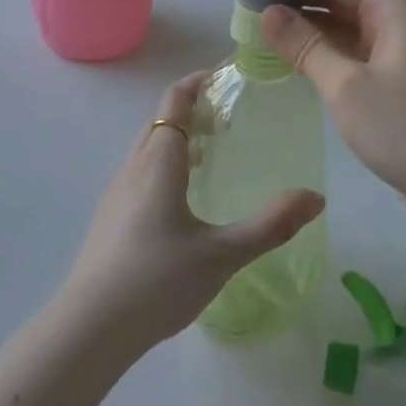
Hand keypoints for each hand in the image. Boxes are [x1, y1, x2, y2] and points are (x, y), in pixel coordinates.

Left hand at [59, 73, 324, 355]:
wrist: (90, 328)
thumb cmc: (158, 281)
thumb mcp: (222, 254)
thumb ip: (270, 225)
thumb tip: (315, 197)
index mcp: (159, 162)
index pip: (174, 102)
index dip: (195, 83)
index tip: (221, 78)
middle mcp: (133, 167)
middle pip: (159, 121)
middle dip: (188, 110)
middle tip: (224, 119)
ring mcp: (116, 193)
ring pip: (146, 148)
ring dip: (174, 139)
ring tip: (208, 158)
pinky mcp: (108, 219)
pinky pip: (138, 173)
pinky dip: (161, 165)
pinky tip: (179, 202)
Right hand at [262, 0, 405, 243]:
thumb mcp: (347, 85)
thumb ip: (305, 45)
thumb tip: (268, 11)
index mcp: (393, 9)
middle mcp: (397, 23)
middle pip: (339, 0)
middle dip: (297, 3)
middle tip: (246, 9)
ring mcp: (397, 55)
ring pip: (343, 30)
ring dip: (307, 32)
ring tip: (258, 32)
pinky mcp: (394, 84)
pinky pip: (352, 57)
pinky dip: (323, 56)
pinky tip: (290, 62)